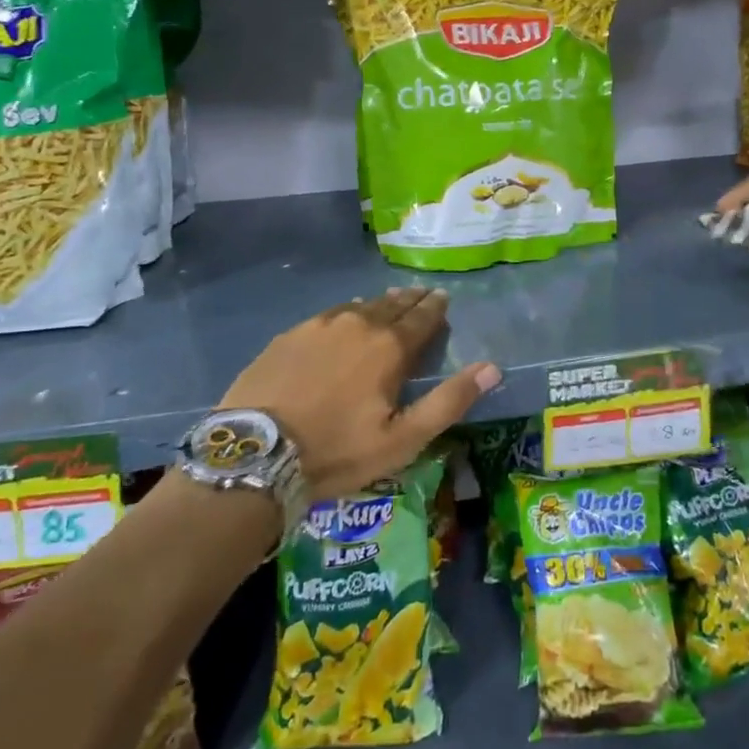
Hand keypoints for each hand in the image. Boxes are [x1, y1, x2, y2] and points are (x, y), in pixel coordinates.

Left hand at [218, 287, 500, 500]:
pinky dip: (345, 313)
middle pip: (392, 305)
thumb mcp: (403, 439)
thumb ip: (449, 401)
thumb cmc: (337, 451)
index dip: (436, 307)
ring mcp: (319, 325)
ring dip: (379, 304)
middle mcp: (358, 323)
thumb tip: (492, 368)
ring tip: (388, 303)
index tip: (443, 298)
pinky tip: (343, 320)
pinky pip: (328, 315)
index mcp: (389, 346)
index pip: (422, 317)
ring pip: (359, 306)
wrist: (256, 454)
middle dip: (411, 300)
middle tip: (421, 294)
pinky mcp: (289, 336)